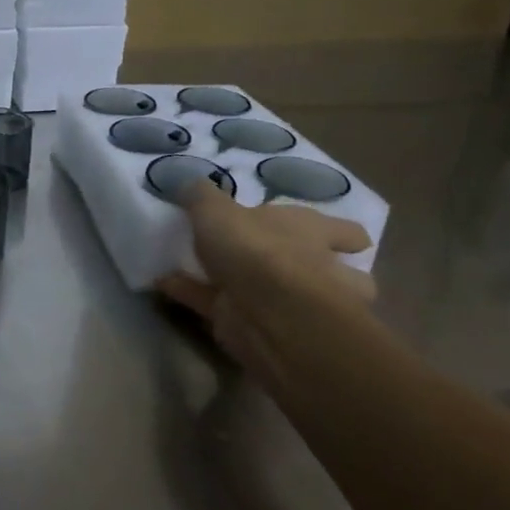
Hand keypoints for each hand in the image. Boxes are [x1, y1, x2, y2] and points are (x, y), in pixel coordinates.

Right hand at [157, 183, 374, 378]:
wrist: (263, 312)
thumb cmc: (255, 249)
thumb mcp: (217, 209)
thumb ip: (202, 196)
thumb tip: (190, 184)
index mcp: (311, 231)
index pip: (345, 232)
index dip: (341, 234)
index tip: (334, 236)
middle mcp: (311, 266)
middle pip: (333, 271)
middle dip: (319, 271)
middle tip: (282, 263)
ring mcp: (287, 304)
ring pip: (282, 298)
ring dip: (259, 292)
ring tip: (220, 275)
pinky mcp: (251, 325)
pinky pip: (217, 305)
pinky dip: (191, 294)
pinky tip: (164, 282)